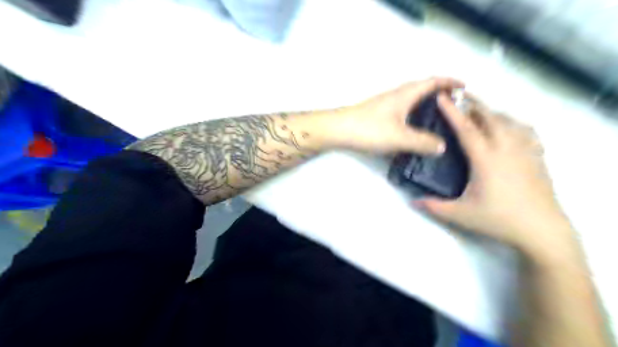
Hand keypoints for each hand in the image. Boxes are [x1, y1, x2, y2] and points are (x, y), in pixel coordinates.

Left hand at [328, 78, 463, 154]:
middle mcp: (397, 95)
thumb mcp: (400, 137)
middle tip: (454, 107)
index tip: (465, 87)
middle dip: (441, 94)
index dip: (450, 82)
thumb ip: (422, 142)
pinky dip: (414, 116)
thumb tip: (442, 146)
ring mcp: (386, 104)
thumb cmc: (369, 129)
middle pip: (423, 89)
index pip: (433, 81)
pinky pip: (403, 111)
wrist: (339, 130)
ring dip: (427, 105)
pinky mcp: (379, 114)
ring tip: (438, 120)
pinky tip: (414, 130)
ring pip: (412, 101)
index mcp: (406, 94)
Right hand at [415, 94, 573, 252]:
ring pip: (508, 120)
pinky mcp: (537, 157)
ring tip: (479, 112)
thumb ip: (434, 206)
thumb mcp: (460, 214)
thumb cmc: (499, 219)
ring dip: (492, 112)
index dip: (452, 111)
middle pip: (490, 116)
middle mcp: (507, 148)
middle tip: (459, 97)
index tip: (442, 97)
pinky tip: (508, 128)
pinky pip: (525, 130)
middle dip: (473, 104)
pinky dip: (513, 123)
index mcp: (486, 158)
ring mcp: (525, 150)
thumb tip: (412, 201)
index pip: (466, 128)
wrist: (542, 229)